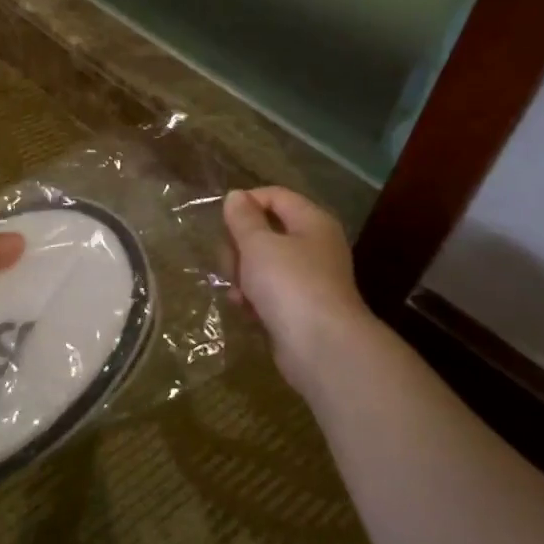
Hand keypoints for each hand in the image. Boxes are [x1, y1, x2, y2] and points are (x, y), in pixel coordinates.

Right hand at [223, 187, 386, 395]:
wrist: (321, 347)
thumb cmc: (289, 284)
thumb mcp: (258, 244)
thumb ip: (243, 218)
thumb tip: (236, 196)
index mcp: (311, 222)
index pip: (276, 196)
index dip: (246, 202)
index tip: (222, 221)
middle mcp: (314, 246)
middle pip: (267, 231)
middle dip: (240, 245)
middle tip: (229, 262)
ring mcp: (309, 278)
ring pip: (265, 263)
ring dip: (243, 273)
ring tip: (236, 290)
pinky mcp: (300, 308)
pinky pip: (270, 291)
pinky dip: (254, 297)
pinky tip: (244, 307)